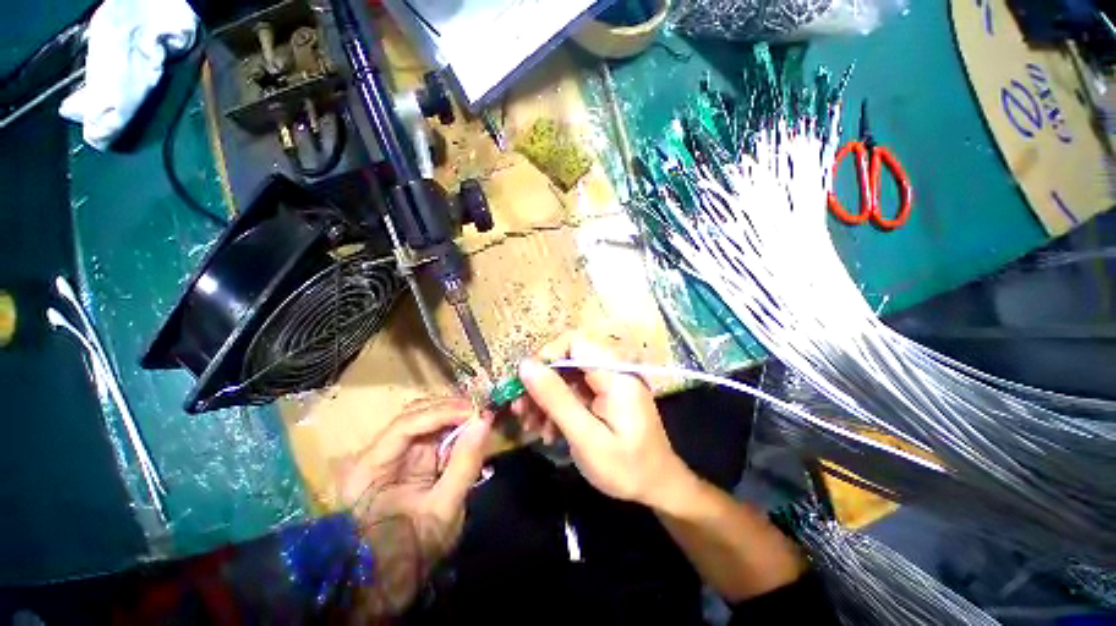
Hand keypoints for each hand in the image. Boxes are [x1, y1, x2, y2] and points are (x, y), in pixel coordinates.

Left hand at [336, 397, 490, 615]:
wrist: (397, 574)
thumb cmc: (414, 548)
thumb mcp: (444, 508)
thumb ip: (465, 462)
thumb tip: (484, 419)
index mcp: (370, 469)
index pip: (405, 425)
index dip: (442, 412)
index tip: (474, 411)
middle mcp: (376, 453)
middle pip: (413, 415)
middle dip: (449, 409)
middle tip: (480, 411)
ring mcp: (392, 453)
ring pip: (423, 419)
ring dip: (453, 415)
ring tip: (478, 417)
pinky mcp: (407, 457)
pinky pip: (431, 432)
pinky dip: (452, 428)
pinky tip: (469, 428)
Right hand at [512, 334, 694, 508]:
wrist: (658, 488)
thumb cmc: (627, 468)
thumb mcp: (587, 437)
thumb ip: (556, 399)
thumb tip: (525, 365)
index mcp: (615, 374)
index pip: (575, 343)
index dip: (547, 356)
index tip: (525, 382)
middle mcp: (612, 371)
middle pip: (567, 361)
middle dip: (541, 384)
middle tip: (520, 409)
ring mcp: (609, 384)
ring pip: (567, 378)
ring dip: (546, 399)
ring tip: (531, 426)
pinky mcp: (605, 396)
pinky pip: (575, 393)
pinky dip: (558, 408)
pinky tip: (548, 431)